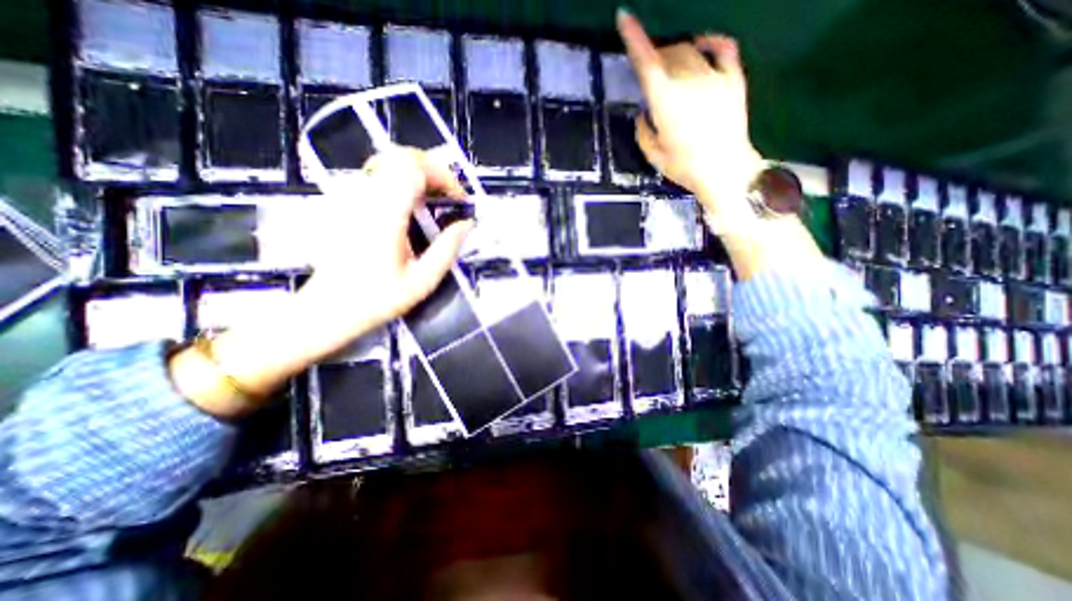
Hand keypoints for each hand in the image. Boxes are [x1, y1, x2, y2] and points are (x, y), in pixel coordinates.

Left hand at [175, 149, 468, 417]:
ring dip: (420, 174)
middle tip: (451, 196)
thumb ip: (447, 249)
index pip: (413, 169)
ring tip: (438, 199)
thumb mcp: (422, 281)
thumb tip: (466, 224)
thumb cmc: (377, 300)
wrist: (327, 310)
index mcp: (385, 216)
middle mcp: (367, 199)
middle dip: (434, 170)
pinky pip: (380, 176)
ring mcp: (354, 199)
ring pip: (389, 162)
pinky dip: (405, 181)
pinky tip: (416, 205)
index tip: (460, 200)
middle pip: (401, 157)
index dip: (444, 177)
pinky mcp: (350, 205)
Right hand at [616, 9, 766, 225]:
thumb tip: (645, 113)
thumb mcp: (654, 155)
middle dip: (656, 59)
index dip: (634, 40)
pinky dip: (709, 43)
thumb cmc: (685, 167)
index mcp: (665, 103)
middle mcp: (689, 82)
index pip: (647, 64)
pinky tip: (701, 47)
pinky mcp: (733, 79)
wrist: (725, 170)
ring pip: (690, 51)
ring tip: (672, 71)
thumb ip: (644, 131)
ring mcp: (714, 78)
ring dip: (676, 55)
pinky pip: (722, 48)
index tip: (624, 18)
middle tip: (653, 77)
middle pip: (668, 54)